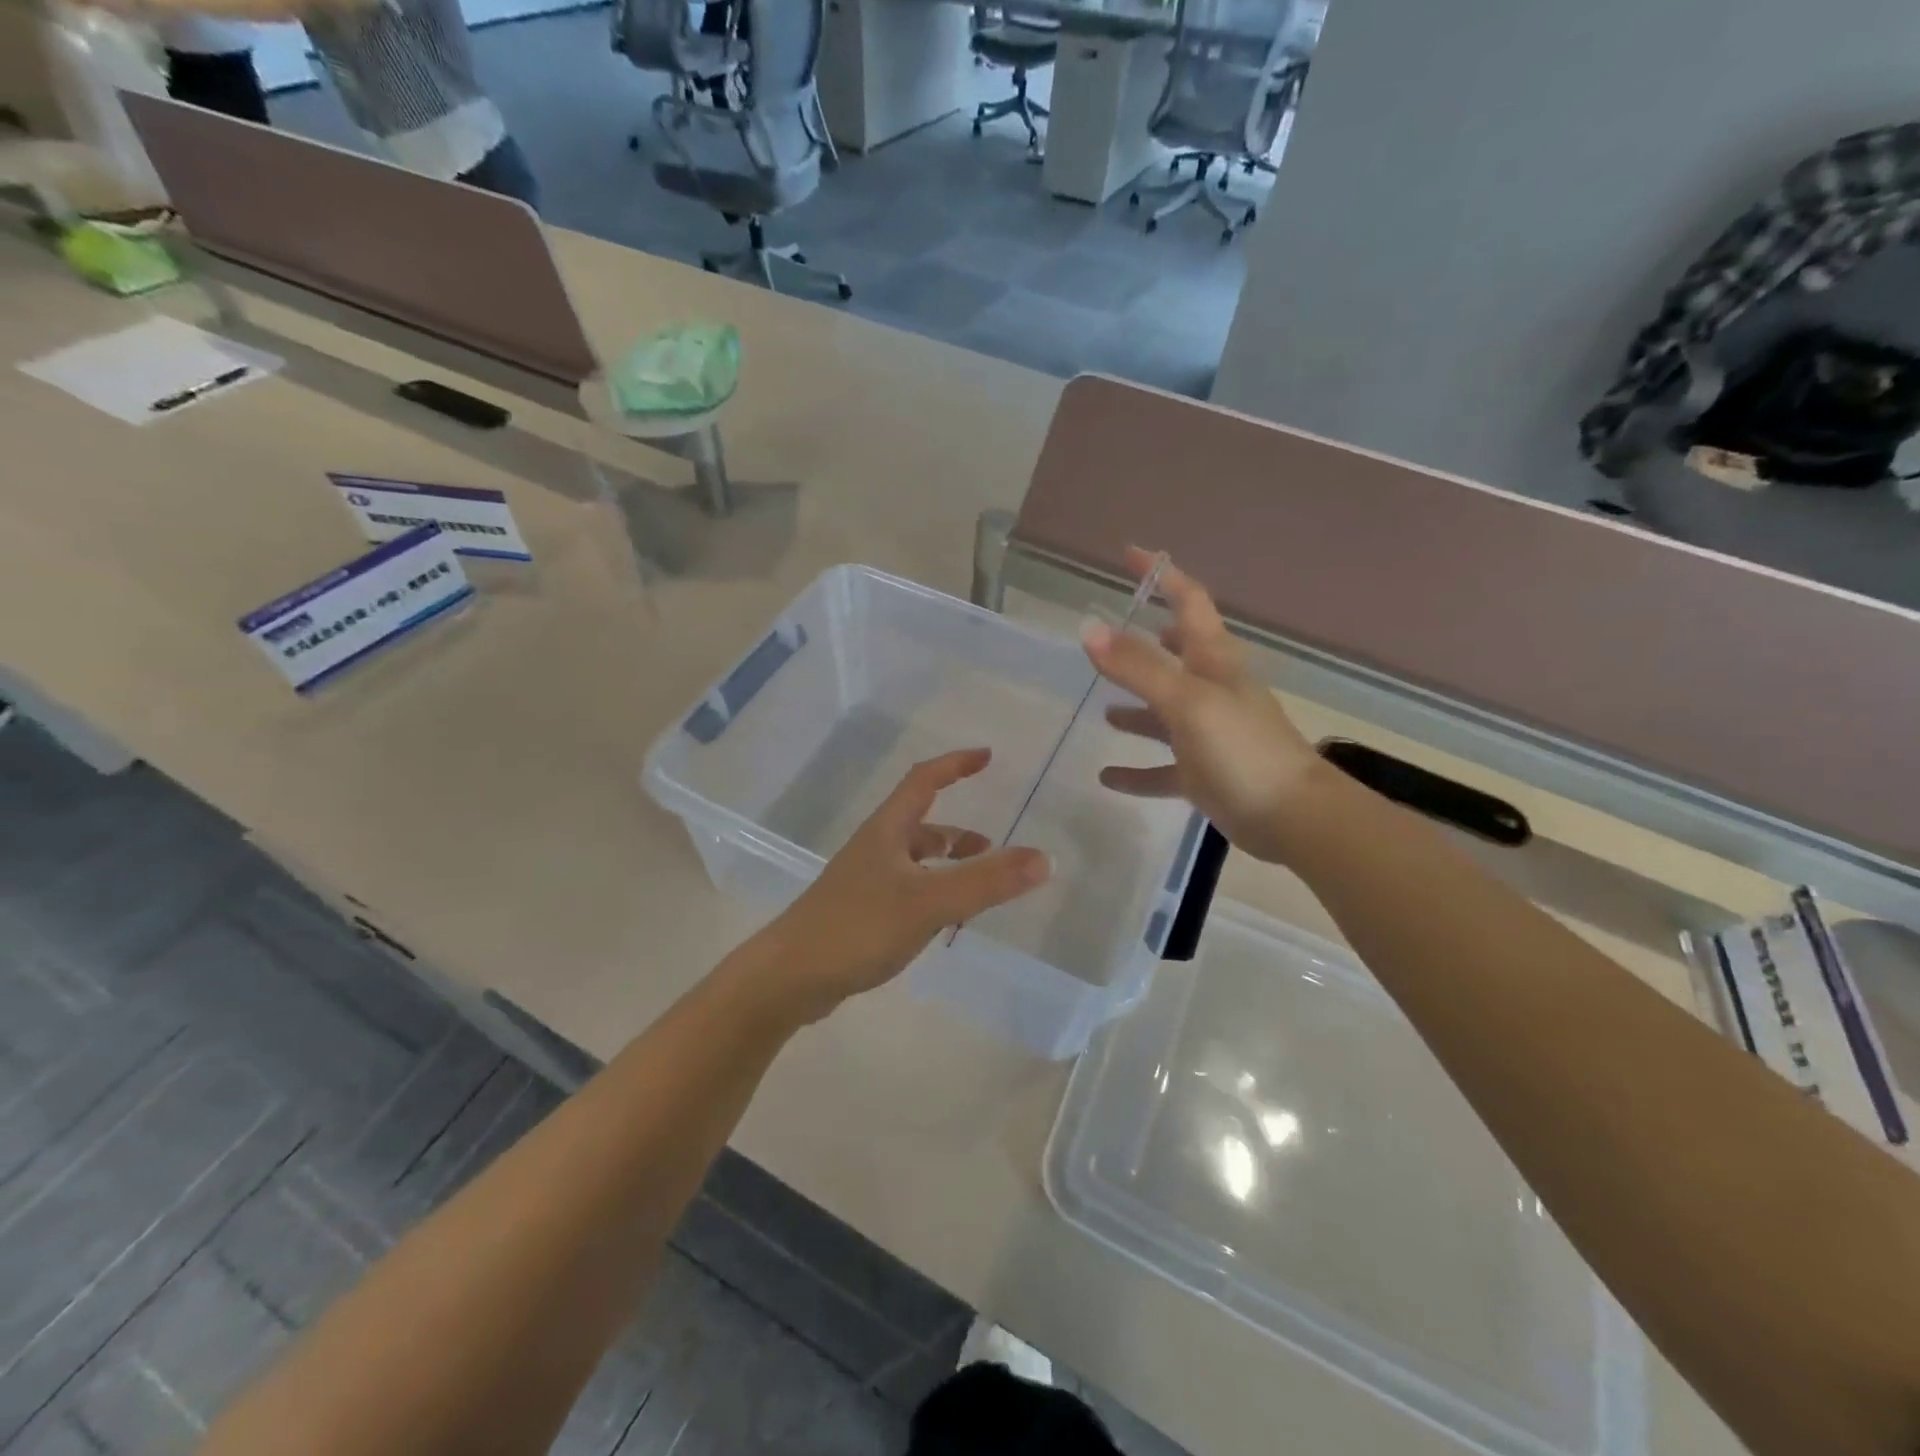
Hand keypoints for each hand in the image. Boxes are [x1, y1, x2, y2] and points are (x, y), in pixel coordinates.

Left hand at [753, 749, 1050, 1022]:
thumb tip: (1044, 858)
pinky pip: (907, 891)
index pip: (924, 780)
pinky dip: (932, 895)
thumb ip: (986, 882)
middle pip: (921, 824)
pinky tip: (943, 923)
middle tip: (993, 850)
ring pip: (915, 861)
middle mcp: (875, 848)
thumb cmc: (857, 927)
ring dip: (947, 867)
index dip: (955, 764)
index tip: (987, 756)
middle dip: (958, 833)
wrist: (788, 977)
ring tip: (978, 890)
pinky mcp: (859, 913)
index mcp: (887, 831)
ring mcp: (864, 882)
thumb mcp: (928, 902)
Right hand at [1082, 549, 1322, 863]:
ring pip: (1165, 712)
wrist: (1292, 818)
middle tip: (1110, 635)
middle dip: (1146, 641)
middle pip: (1177, 654)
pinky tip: (1106, 776)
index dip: (1163, 574)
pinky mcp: (1203, 773)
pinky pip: (1161, 767)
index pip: (1189, 601)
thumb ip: (1137, 666)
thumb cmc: (1242, 749)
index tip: (1130, 555)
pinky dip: (1136, 768)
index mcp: (1214, 661)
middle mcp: (1211, 689)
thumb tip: (1088, 627)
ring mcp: (1208, 732)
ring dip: (1136, 706)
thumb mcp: (1186, 701)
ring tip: (1102, 706)